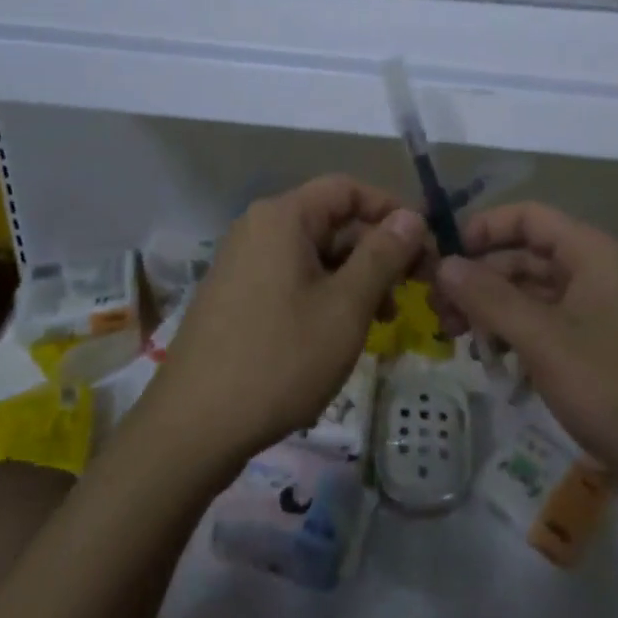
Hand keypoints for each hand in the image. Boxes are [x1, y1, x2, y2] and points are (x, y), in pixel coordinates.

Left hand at [141, 175, 425, 471]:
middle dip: (377, 251)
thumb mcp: (346, 306)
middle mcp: (259, 228)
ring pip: (315, 254)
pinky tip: (343, 332)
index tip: (425, 246)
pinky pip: (292, 278)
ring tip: (385, 319)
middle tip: (413, 290)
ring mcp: (243, 262)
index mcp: (283, 217)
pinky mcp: (237, 295)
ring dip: (355, 278)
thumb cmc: (280, 359)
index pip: (348, 189)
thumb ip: (383, 255)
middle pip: (332, 221)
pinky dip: (325, 294)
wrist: (193, 428)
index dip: (392, 210)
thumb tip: (411, 216)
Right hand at [434, 202, 617, 512]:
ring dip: (496, 309)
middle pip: (529, 257)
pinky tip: (493, 361)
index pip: (530, 217)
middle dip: (482, 277)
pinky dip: (520, 335)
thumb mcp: (543, 341)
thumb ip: (489, 298)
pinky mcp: (602, 349)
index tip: (445, 257)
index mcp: (595, 253)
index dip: (485, 229)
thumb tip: (443, 264)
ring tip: (457, 338)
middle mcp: (600, 273)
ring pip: (536, 294)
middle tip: (440, 310)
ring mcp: (603, 312)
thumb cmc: (614, 389)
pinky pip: (551, 326)